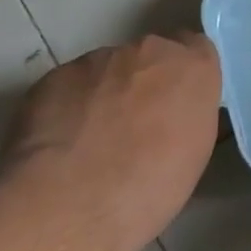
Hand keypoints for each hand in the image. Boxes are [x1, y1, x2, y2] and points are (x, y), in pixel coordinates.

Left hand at [1, 34, 221, 243]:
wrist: (74, 202)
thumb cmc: (152, 184)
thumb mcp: (195, 151)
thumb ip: (188, 114)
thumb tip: (173, 114)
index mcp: (193, 67)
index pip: (195, 48)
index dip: (182, 75)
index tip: (175, 101)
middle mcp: (149, 51)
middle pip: (149, 56)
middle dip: (143, 81)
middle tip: (133, 123)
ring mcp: (99, 58)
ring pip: (106, 69)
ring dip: (105, 93)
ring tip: (89, 139)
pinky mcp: (55, 75)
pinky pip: (69, 85)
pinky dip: (69, 106)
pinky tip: (62, 143)